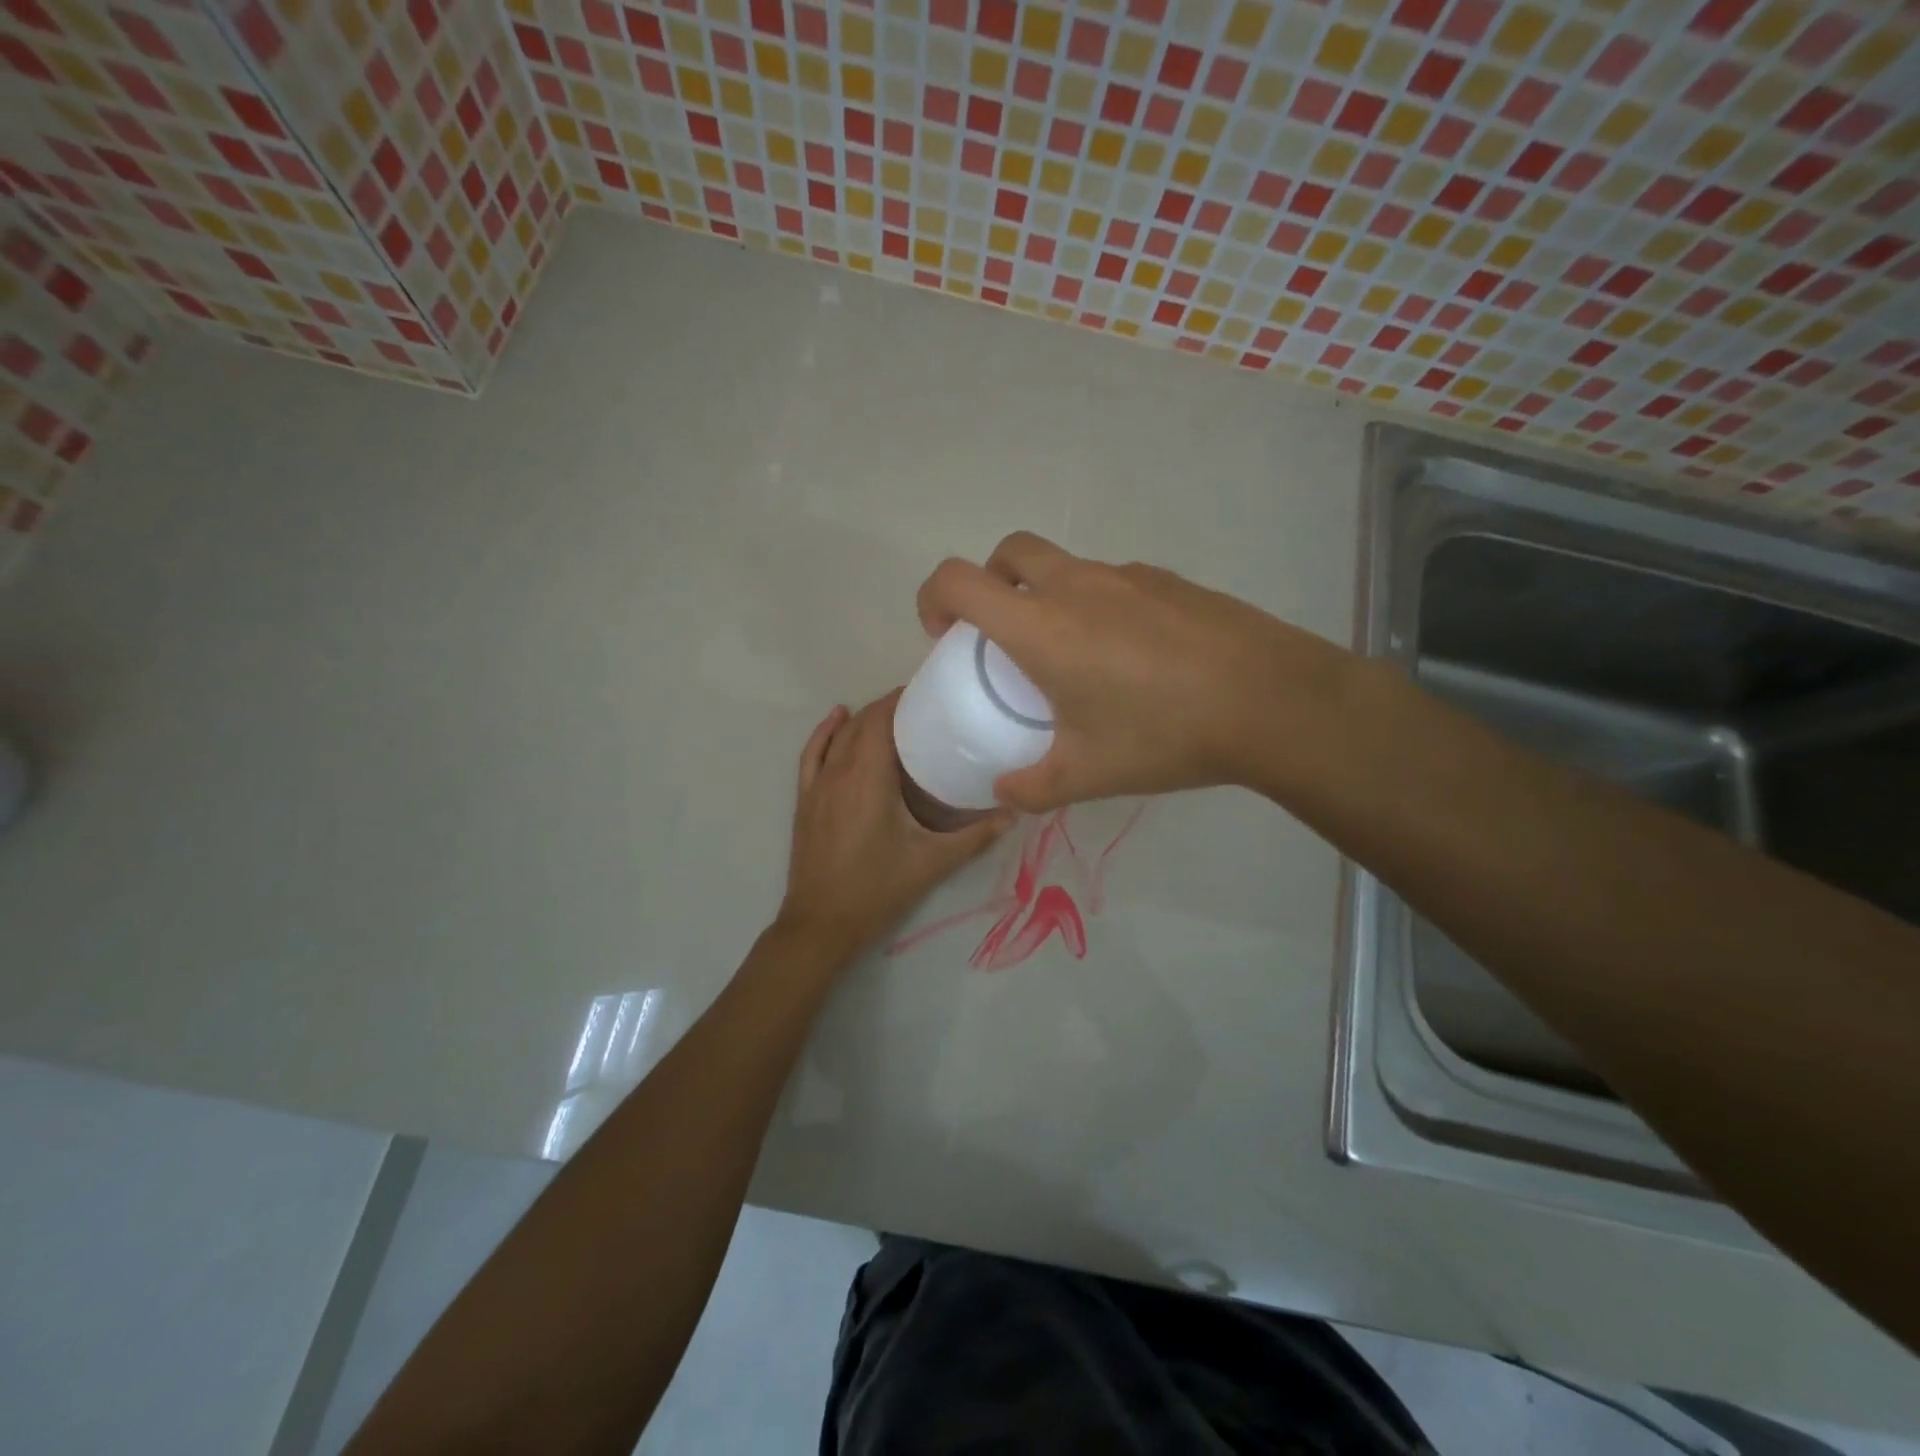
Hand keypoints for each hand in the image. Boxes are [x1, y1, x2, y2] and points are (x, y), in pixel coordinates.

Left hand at [777, 691, 1010, 960]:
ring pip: (839, 736)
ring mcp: (818, 785)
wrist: (822, 923)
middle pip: (862, 723)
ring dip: (863, 718)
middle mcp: (840, 772)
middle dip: (889, 707)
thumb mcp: (932, 862)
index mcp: (868, 778)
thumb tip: (1014, 813)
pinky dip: (825, 732)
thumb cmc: (878, 889)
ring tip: (893, 713)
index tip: (929, 693)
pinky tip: (837, 718)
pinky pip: (812, 754)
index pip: (881, 720)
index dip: (901, 699)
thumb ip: (974, 837)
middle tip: (923, 707)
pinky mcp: (805, 800)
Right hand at [916, 532, 1353, 811]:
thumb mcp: (1088, 774)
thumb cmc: (1165, 734)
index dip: (932, 598)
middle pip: (1009, 552)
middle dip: (990, 583)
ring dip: (1047, 595)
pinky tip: (1131, 657)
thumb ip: (1032, 787)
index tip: (944, 637)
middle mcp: (1076, 586)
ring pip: (1064, 566)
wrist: (1271, 700)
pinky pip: (1112, 582)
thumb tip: (1003, 793)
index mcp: (1041, 626)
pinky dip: (1097, 605)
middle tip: (1003, 636)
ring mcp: (1126, 577)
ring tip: (1075, 658)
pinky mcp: (1168, 580)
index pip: (958, 580)